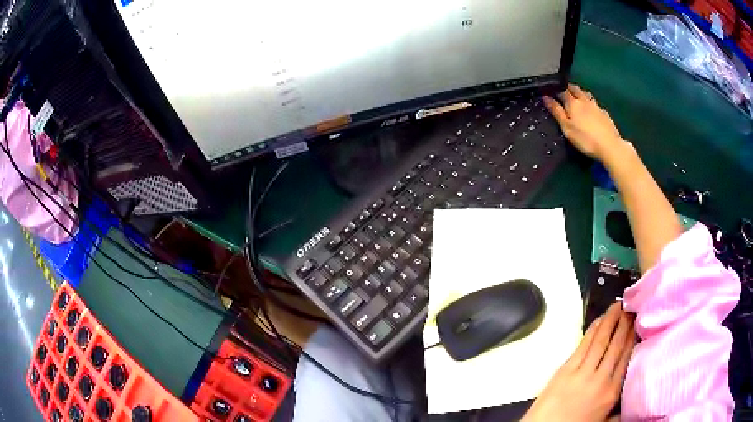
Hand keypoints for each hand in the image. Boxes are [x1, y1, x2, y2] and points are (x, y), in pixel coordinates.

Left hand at [521, 302, 635, 421]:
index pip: (627, 357)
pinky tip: (600, 320)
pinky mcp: (565, 369)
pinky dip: (593, 330)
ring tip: (618, 305)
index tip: (638, 321)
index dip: (633, 336)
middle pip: (617, 345)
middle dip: (625, 323)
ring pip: (602, 340)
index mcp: (612, 392)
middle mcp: (601, 378)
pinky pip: (584, 345)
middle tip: (631, 306)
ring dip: (611, 320)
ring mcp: (582, 372)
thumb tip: (633, 398)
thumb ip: (620, 409)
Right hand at [543, 84, 626, 162]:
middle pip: (575, 88)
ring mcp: (596, 106)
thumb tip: (545, 97)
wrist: (609, 146)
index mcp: (573, 103)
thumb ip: (556, 111)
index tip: (550, 91)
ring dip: (580, 92)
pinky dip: (590, 102)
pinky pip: (595, 103)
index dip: (555, 89)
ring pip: (586, 94)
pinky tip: (591, 108)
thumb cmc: (585, 139)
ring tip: (576, 95)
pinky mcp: (604, 113)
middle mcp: (584, 100)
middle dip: (568, 87)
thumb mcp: (567, 127)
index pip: (561, 90)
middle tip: (563, 90)